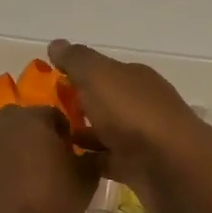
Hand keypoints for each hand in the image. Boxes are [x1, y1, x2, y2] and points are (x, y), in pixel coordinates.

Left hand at [0, 104, 103, 212]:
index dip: (72, 137)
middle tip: (62, 167)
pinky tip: (24, 190)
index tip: (78, 157)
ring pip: (18, 142)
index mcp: (34, 115)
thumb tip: (97, 151)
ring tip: (43, 181)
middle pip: (36, 126)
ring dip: (30, 154)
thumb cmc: (46, 196)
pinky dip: (14, 168)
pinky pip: (4, 159)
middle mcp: (8, 120)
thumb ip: (95, 159)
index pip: (60, 116)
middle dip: (49, 142)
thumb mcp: (85, 180)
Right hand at [48, 40, 211, 212]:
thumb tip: (56, 44)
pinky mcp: (135, 168)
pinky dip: (87, 162)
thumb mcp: (99, 76)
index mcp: (133, 78)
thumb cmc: (133, 114)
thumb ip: (77, 60)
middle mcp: (139, 104)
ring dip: (80, 134)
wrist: (171, 167)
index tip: (45, 83)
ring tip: (45, 140)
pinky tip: (62, 166)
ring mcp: (139, 138)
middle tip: (40, 114)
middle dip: (77, 105)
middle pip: (103, 101)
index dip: (75, 74)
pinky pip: (105, 161)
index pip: (101, 71)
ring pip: (104, 132)